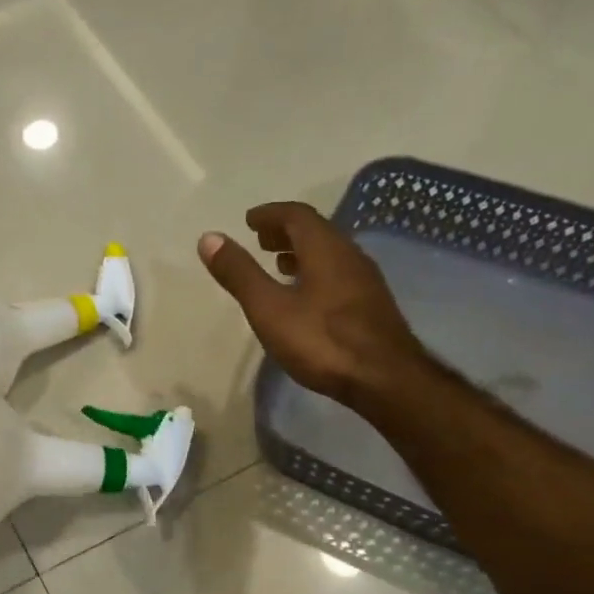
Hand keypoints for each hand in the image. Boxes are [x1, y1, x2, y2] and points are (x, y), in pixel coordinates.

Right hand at [200, 201, 426, 410]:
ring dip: (302, 253)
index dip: (270, 214)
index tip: (249, 220)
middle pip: (316, 231)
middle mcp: (349, 255)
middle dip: (286, 231)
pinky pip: (338, 274)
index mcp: (324, 249)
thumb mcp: (269, 308)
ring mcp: (365, 281)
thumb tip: (209, 238)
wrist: (384, 379)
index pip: (297, 216)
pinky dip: (316, 273)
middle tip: (260, 241)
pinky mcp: (371, 305)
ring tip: (278, 264)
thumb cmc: (321, 341)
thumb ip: (240, 274)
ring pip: (329, 254)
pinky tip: (306, 297)